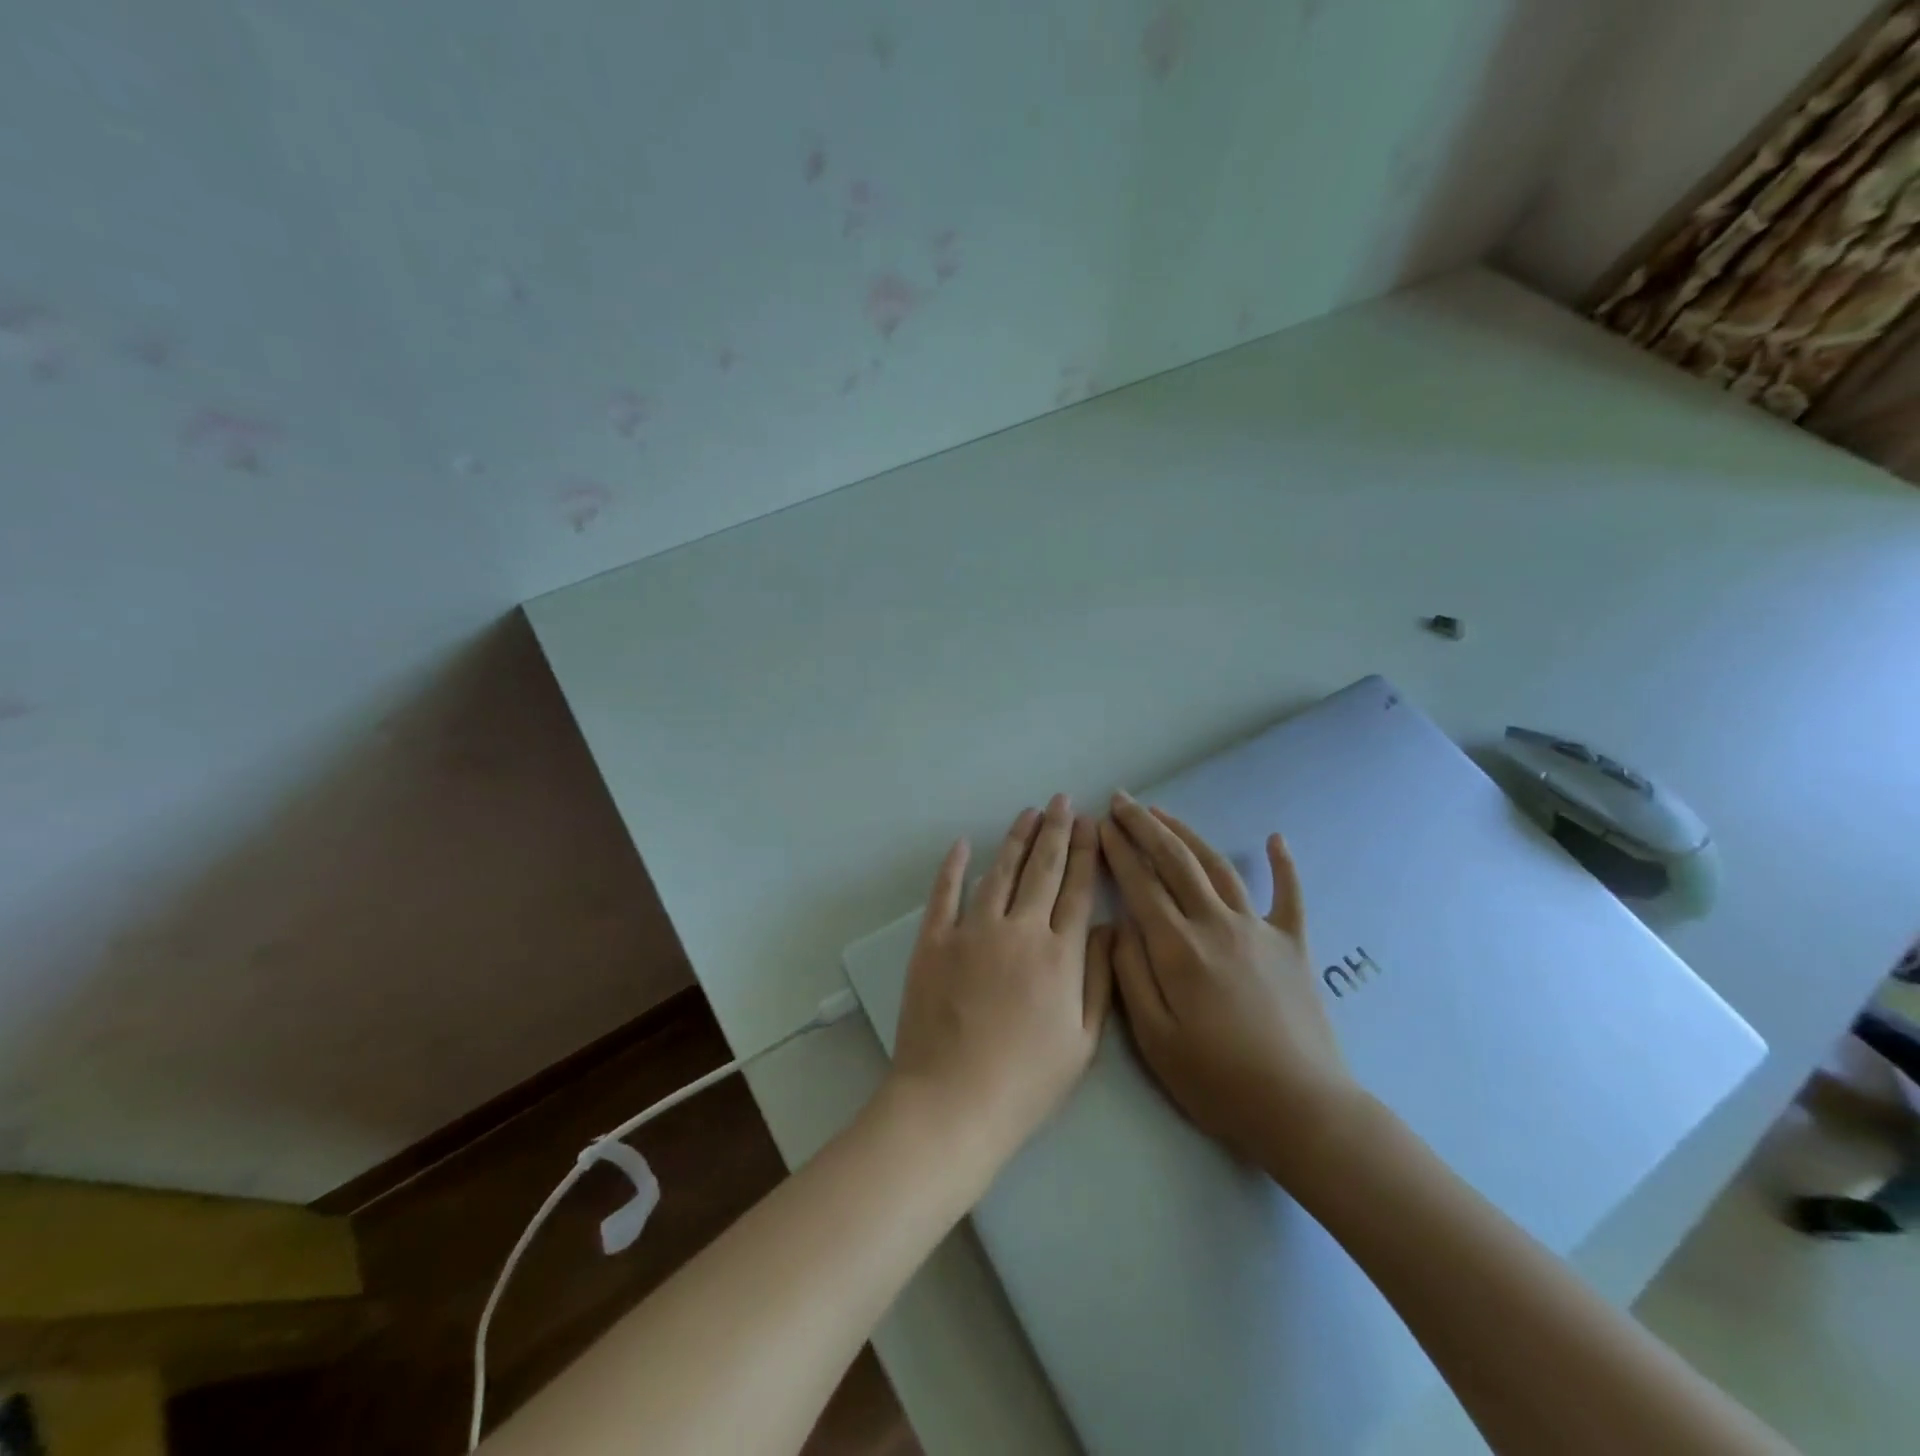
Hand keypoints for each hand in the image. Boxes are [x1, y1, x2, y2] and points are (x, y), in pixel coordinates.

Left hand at [886, 795, 1112, 1172]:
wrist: (953, 1101)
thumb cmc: (1026, 1081)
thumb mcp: (1082, 1041)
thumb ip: (1098, 979)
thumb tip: (1105, 927)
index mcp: (1059, 955)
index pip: (1077, 890)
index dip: (1086, 853)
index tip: (1091, 824)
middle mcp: (1019, 930)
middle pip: (1042, 869)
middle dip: (1056, 831)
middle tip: (1062, 801)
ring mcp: (972, 931)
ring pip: (999, 872)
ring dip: (1015, 839)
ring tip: (1028, 812)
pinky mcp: (934, 941)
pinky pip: (944, 893)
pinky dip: (952, 866)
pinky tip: (961, 843)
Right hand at [1095, 793, 1357, 1177]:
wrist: (1301, 1109)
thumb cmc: (1217, 1080)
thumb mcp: (1154, 1038)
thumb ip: (1131, 974)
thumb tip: (1118, 924)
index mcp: (1178, 947)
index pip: (1141, 883)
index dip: (1119, 850)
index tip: (1100, 824)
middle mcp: (1217, 924)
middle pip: (1176, 861)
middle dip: (1145, 826)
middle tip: (1122, 800)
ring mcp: (1259, 930)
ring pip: (1217, 866)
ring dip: (1188, 834)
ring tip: (1163, 812)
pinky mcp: (1292, 944)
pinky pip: (1289, 895)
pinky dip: (1283, 864)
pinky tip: (1276, 838)